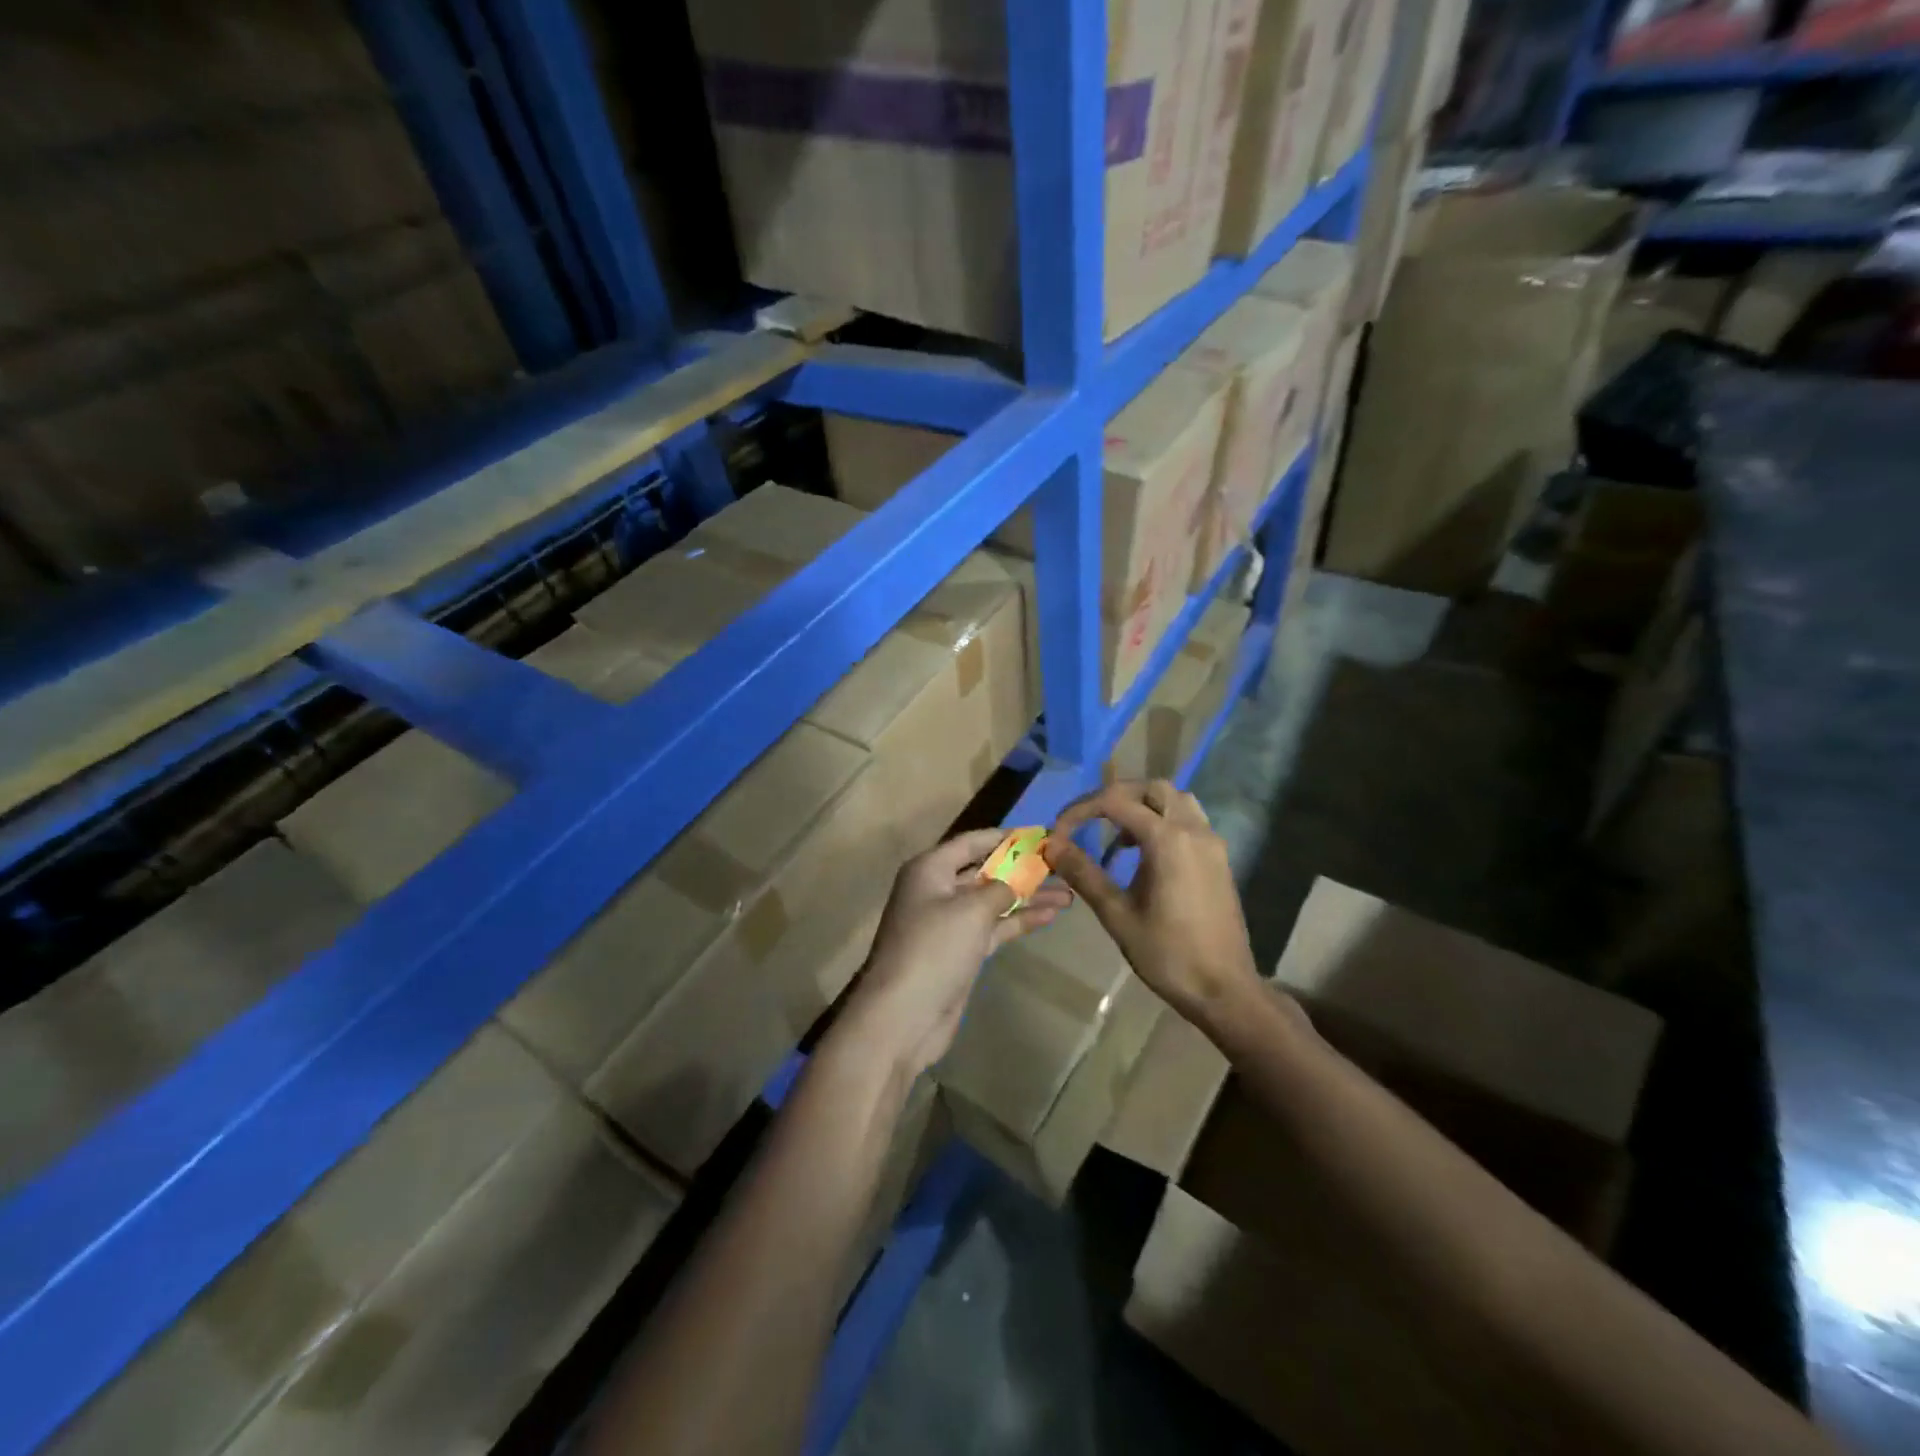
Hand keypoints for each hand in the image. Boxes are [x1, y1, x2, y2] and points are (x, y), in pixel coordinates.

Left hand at [843, 829, 1073, 1078]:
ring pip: (994, 901)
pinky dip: (1019, 920)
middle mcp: (937, 890)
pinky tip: (1050, 915)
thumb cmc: (934, 949)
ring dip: (1028, 896)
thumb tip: (1016, 880)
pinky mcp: (961, 951)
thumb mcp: (971, 910)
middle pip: (985, 871)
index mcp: (930, 869)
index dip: (1006, 837)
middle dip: (1022, 868)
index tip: (1041, 834)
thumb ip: (1001, 888)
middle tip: (1062, 864)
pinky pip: (994, 927)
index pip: (972, 842)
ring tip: (1068, 892)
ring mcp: (949, 923)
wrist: (903, 1015)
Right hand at [1045, 780, 1261, 1031]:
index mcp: (1168, 840)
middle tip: (1087, 821)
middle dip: (1114, 797)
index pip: (1116, 802)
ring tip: (1117, 835)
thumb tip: (1052, 845)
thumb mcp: (1117, 915)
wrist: (1224, 990)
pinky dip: (1163, 820)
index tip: (1059, 832)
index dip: (1081, 810)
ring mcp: (1211, 843)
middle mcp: (1194, 830)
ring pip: (1176, 800)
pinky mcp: (1218, 858)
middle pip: (1152, 788)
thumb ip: (1084, 874)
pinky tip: (1144, 853)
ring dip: (1143, 805)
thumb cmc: (1168, 955)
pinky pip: (1189, 820)